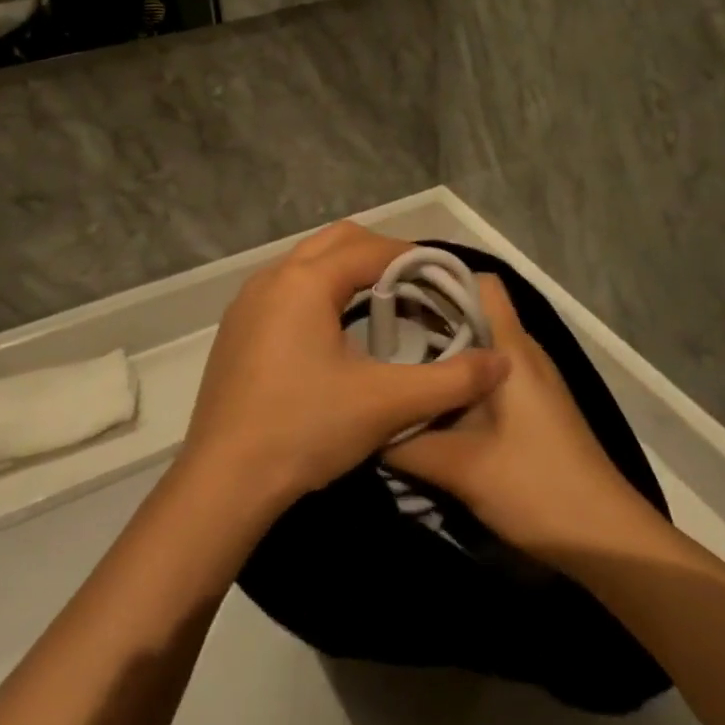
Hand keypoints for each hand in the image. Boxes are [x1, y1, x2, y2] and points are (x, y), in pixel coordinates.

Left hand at [180, 223, 509, 516]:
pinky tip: (335, 331)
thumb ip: (450, 381)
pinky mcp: (236, 328)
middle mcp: (272, 278)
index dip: (413, 258)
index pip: (371, 249)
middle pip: (337, 241)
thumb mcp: (386, 404)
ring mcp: (247, 302)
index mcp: (305, 281)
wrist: (223, 483)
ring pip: (307, 262)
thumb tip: (502, 362)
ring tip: (382, 303)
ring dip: (346, 271)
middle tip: (416, 285)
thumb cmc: (305, 430)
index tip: (443, 279)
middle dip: (380, 254)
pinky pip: (286, 288)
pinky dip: (318, 292)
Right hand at [387, 274, 658, 561]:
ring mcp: (532, 382)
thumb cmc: (535, 487)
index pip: (482, 283)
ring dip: (443, 353)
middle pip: (475, 313)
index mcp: (512, 349)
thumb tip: (367, 425)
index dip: (440, 278)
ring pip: (481, 347)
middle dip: (429, 318)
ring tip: (396, 367)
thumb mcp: (459, 467)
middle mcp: (524, 354)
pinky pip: (490, 375)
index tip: (396, 292)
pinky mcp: (535, 408)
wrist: (605, 539)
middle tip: (380, 334)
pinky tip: (431, 405)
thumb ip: (405, 443)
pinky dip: (459, 380)